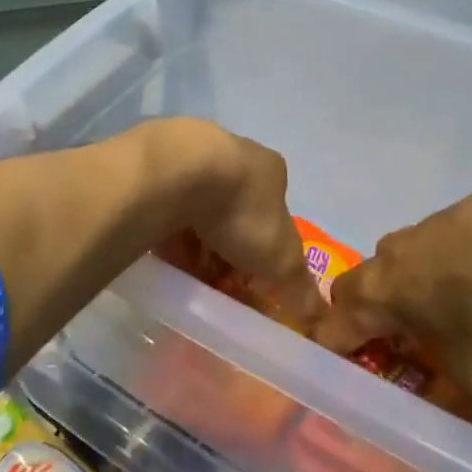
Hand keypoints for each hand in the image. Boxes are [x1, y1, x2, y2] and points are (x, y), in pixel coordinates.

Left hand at [147, 120, 324, 331]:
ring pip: (196, 212)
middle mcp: (232, 156)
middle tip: (218, 284)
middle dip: (227, 252)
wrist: (176, 173)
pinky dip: (165, 233)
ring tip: (188, 277)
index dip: (265, 254)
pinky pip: (163, 208)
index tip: (252, 282)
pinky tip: (162, 256)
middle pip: (234, 216)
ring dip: (195, 244)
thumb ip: (299, 285)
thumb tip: (318, 315)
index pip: (273, 217)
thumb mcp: (281, 257)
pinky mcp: (153, 167)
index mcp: (268, 171)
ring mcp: (190, 158)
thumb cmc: (239, 210)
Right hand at [315, 153, 471, 433]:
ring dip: (419, 294)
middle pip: (360, 291)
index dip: (331, 361)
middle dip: (374, 322)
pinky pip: (445, 249)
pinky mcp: (465, 210)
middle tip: (404, 355)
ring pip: (404, 266)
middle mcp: (390, 258)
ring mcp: (426, 227)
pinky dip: (458, 272)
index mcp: (376, 296)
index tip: (348, 386)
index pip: (329, 331)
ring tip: (459, 323)